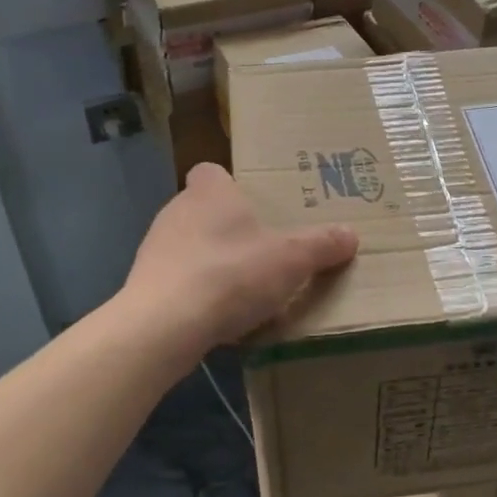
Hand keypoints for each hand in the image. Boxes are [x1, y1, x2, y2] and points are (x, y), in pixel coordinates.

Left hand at [125, 164, 358, 348]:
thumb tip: (350, 235)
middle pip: (206, 210)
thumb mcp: (291, 260)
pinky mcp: (145, 284)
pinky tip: (219, 317)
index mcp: (209, 191)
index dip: (234, 185)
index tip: (257, 207)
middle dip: (231, 229)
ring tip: (246, 290)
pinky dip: (198, 293)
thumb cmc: (230, 274)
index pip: (213, 171)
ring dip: (214, 263)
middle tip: (264, 251)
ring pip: (192, 247)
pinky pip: (180, 281)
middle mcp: (177, 210)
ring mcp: (155, 248)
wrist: (162, 326)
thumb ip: (321, 245)